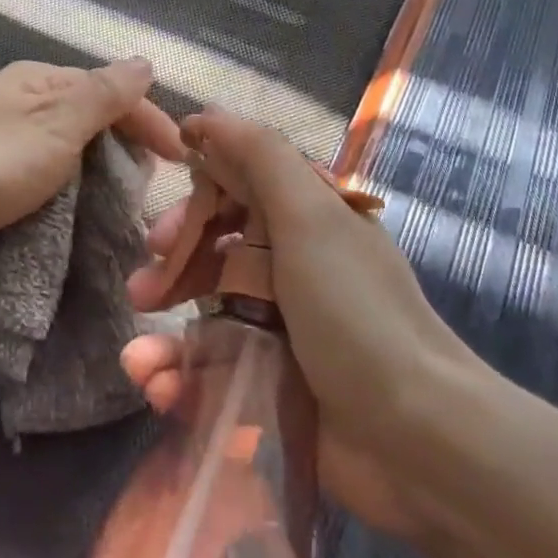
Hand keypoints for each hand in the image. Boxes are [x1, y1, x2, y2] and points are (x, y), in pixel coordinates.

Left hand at [0, 58, 186, 287]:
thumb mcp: (57, 124)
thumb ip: (104, 94)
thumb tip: (145, 61)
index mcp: (37, 79)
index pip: (109, 89)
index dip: (149, 119)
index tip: (181, 160)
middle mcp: (19, 100)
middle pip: (88, 115)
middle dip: (124, 144)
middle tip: (150, 185)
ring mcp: (0, 137)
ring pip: (67, 148)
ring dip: (98, 170)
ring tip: (122, 203)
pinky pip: (43, 174)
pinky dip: (68, 189)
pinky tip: (78, 211)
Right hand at [121, 110, 482, 543]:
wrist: (419, 441)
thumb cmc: (356, 313)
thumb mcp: (309, 216)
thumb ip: (257, 155)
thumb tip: (203, 116)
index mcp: (306, 219)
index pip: (234, 192)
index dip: (194, 207)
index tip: (161, 232)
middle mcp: (294, 267)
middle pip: (214, 252)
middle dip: (173, 269)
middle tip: (144, 292)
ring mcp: (283, 330)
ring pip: (205, 315)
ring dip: (163, 334)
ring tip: (137, 360)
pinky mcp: (272, 388)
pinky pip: (211, 372)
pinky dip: (178, 379)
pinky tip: (155, 386)